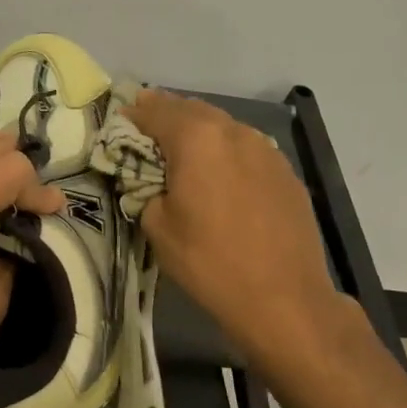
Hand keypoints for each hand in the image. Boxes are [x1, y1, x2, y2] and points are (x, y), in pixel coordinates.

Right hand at [126, 90, 355, 365]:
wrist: (283, 297)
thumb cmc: (209, 261)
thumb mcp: (157, 227)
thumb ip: (148, 190)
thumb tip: (153, 182)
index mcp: (196, 139)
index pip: (155, 111)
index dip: (134, 113)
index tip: (121, 118)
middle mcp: (233, 132)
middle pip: (192, 110)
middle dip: (167, 114)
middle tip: (147, 123)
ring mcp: (266, 149)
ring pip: (223, 126)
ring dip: (199, 129)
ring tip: (182, 146)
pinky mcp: (286, 172)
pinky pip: (247, 148)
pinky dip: (226, 150)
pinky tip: (221, 171)